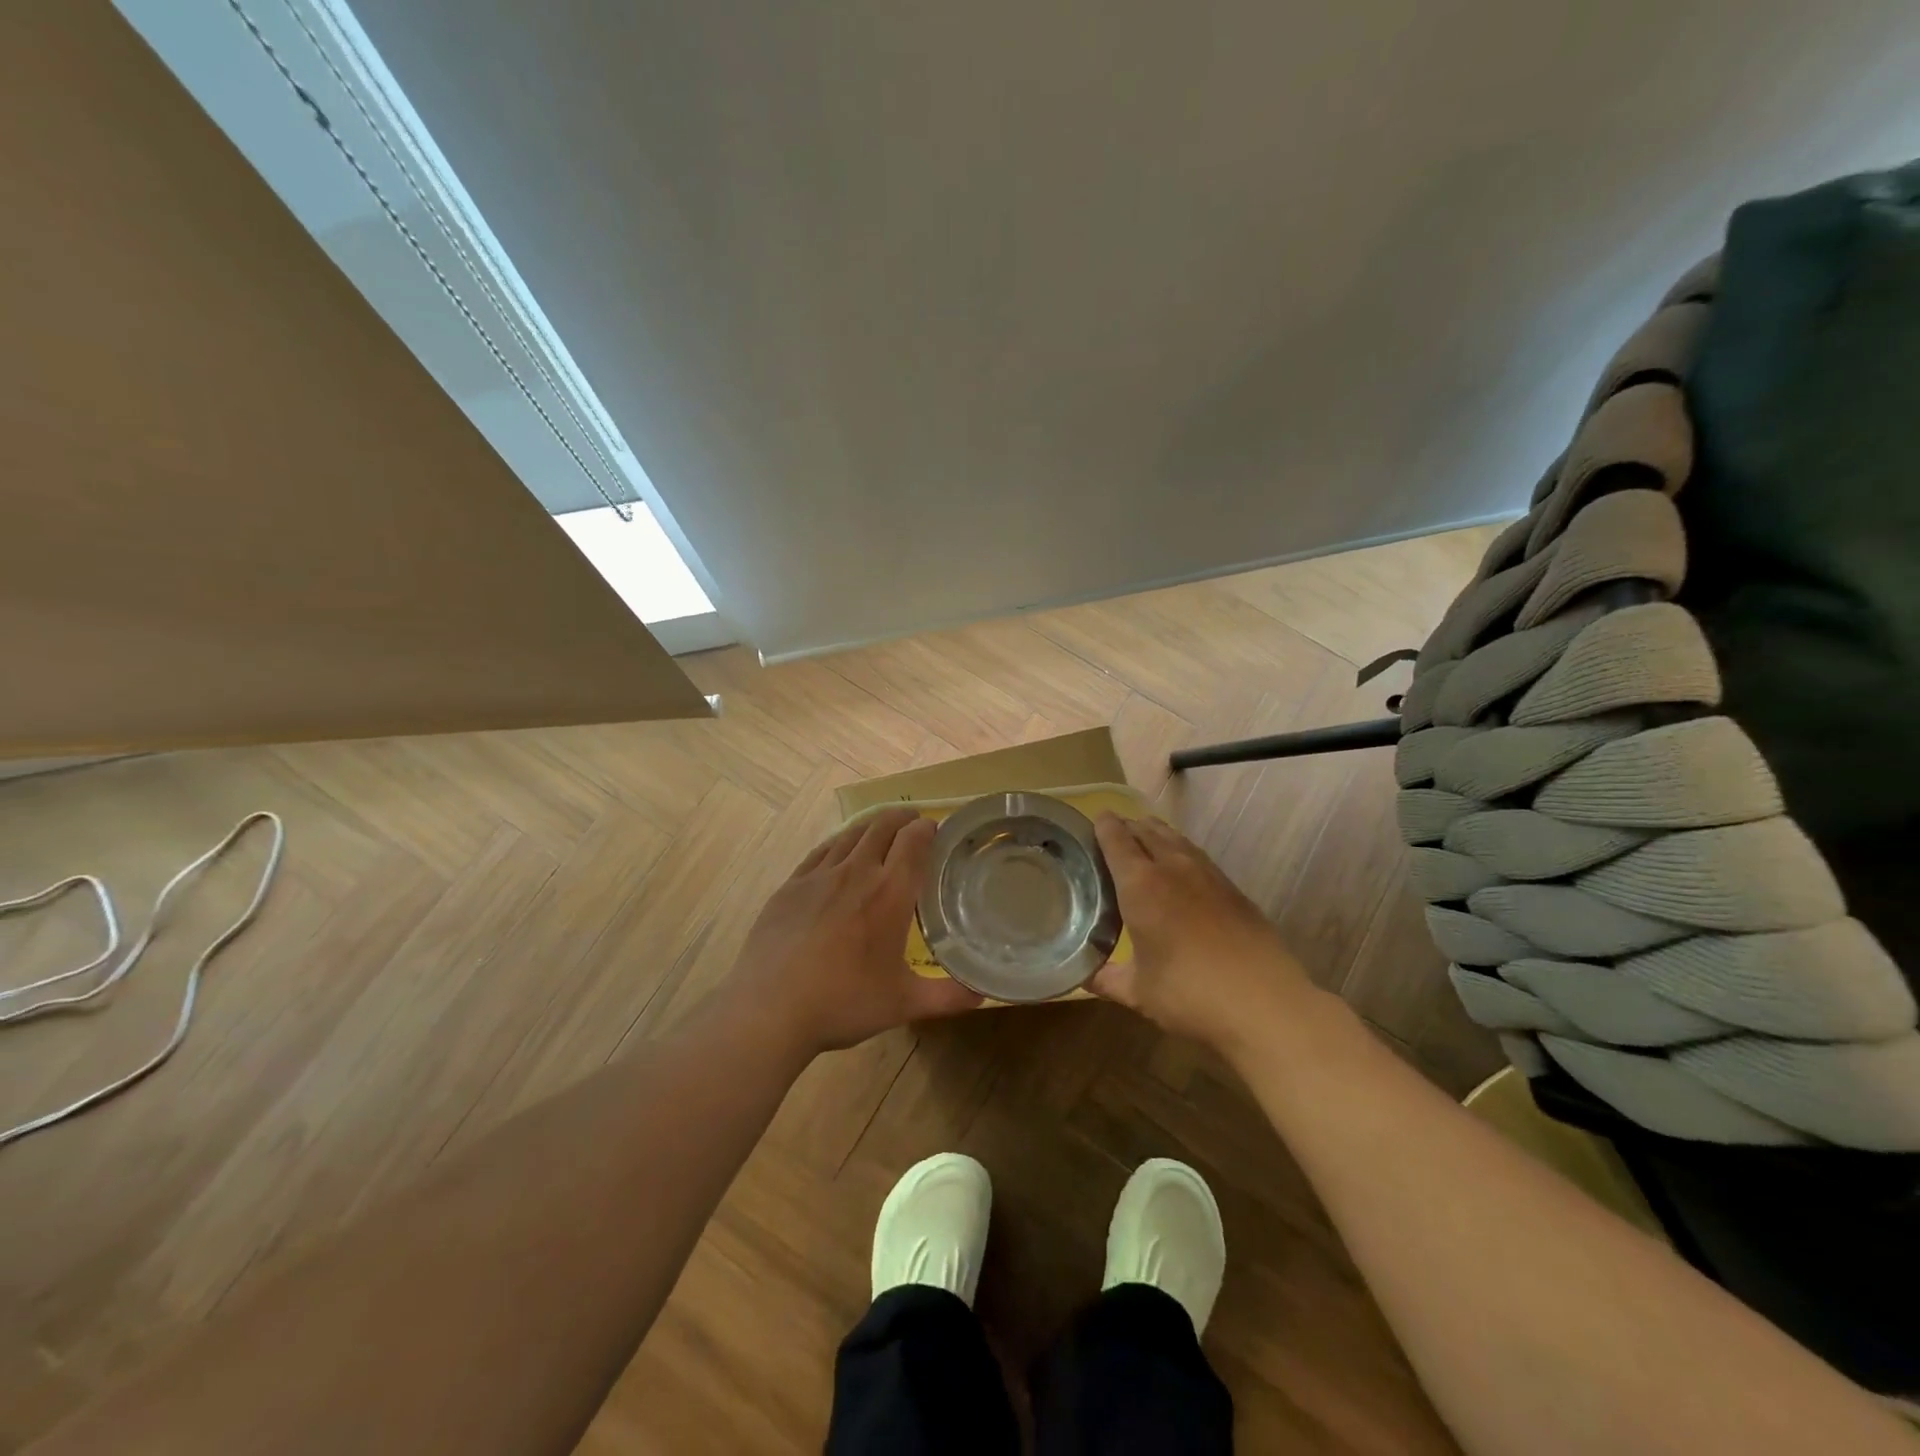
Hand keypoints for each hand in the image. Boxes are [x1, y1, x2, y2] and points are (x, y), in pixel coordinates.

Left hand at [728, 808, 981, 1056]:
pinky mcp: (790, 885)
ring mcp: (818, 875)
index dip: (927, 828)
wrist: (770, 1009)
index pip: (914, 841)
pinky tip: (838, 851)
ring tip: (880, 831)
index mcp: (890, 893)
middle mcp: (856, 872)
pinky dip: (838, 843)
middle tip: (913, 823)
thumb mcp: (904, 1003)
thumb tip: (985, 994)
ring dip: (871, 826)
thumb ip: (948, 996)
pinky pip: (820, 851)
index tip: (936, 829)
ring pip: (850, 834)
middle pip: (882, 826)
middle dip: (902, 818)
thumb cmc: (844, 1003)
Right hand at [1090, 812, 1314, 1052]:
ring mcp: (1208, 875)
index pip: (1117, 840)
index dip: (1104, 826)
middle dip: (1129, 826)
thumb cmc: (1190, 994)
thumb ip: (1107, 979)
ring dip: (1157, 834)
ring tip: (1145, 838)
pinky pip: (1198, 856)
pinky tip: (1181, 868)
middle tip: (1114, 832)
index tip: (1095, 820)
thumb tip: (1085, 976)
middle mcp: (1173, 868)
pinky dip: (1181, 851)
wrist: (1265, 1004)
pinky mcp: (1234, 889)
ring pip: (1176, 839)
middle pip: (1147, 831)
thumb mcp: (1139, 992)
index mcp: (1141, 885)